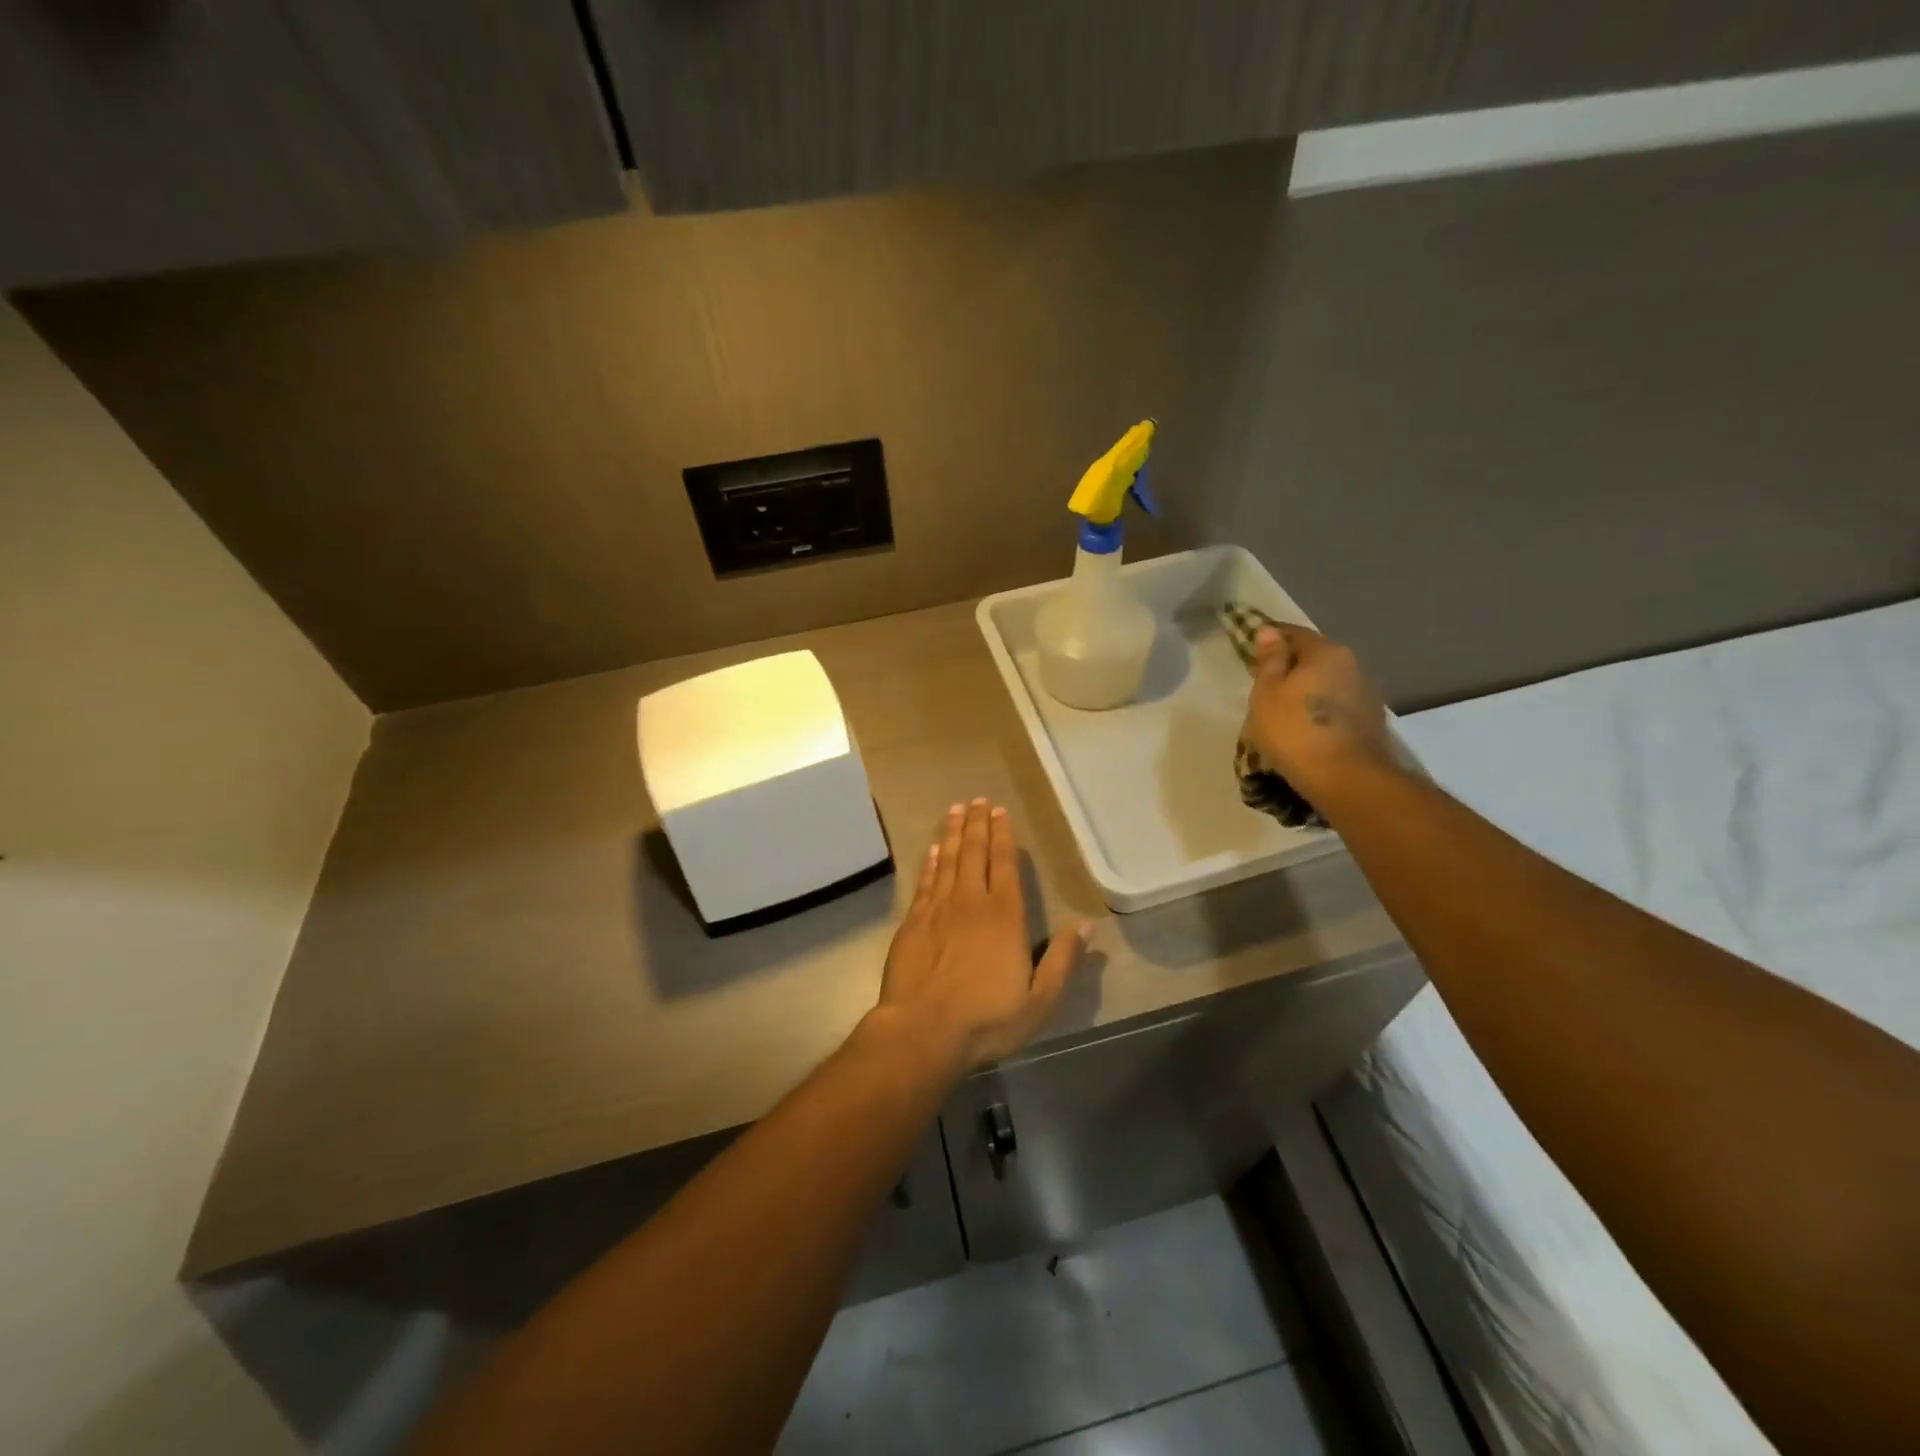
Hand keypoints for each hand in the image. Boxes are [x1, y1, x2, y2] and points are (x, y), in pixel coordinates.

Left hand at [872, 799, 1091, 1074]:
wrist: (923, 1031)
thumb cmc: (987, 1020)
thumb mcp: (1040, 1001)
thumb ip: (1063, 961)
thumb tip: (1088, 927)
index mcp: (1005, 917)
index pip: (1005, 865)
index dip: (1003, 836)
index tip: (1000, 812)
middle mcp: (971, 902)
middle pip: (974, 853)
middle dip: (977, 824)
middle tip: (977, 800)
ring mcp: (938, 910)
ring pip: (947, 860)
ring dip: (952, 833)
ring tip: (955, 811)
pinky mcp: (913, 922)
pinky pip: (925, 882)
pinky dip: (930, 862)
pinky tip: (932, 850)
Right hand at [1244, 625, 1394, 804]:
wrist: (1347, 779)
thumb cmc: (1295, 731)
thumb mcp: (1267, 693)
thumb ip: (1269, 660)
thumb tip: (1269, 631)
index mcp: (1326, 651)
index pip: (1293, 633)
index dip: (1270, 639)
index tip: (1250, 651)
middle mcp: (1352, 664)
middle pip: (1314, 658)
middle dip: (1290, 667)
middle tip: (1264, 686)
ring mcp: (1366, 693)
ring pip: (1327, 683)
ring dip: (1307, 691)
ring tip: (1284, 711)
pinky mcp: (1371, 721)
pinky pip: (1337, 706)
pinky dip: (1320, 711)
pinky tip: (1306, 728)